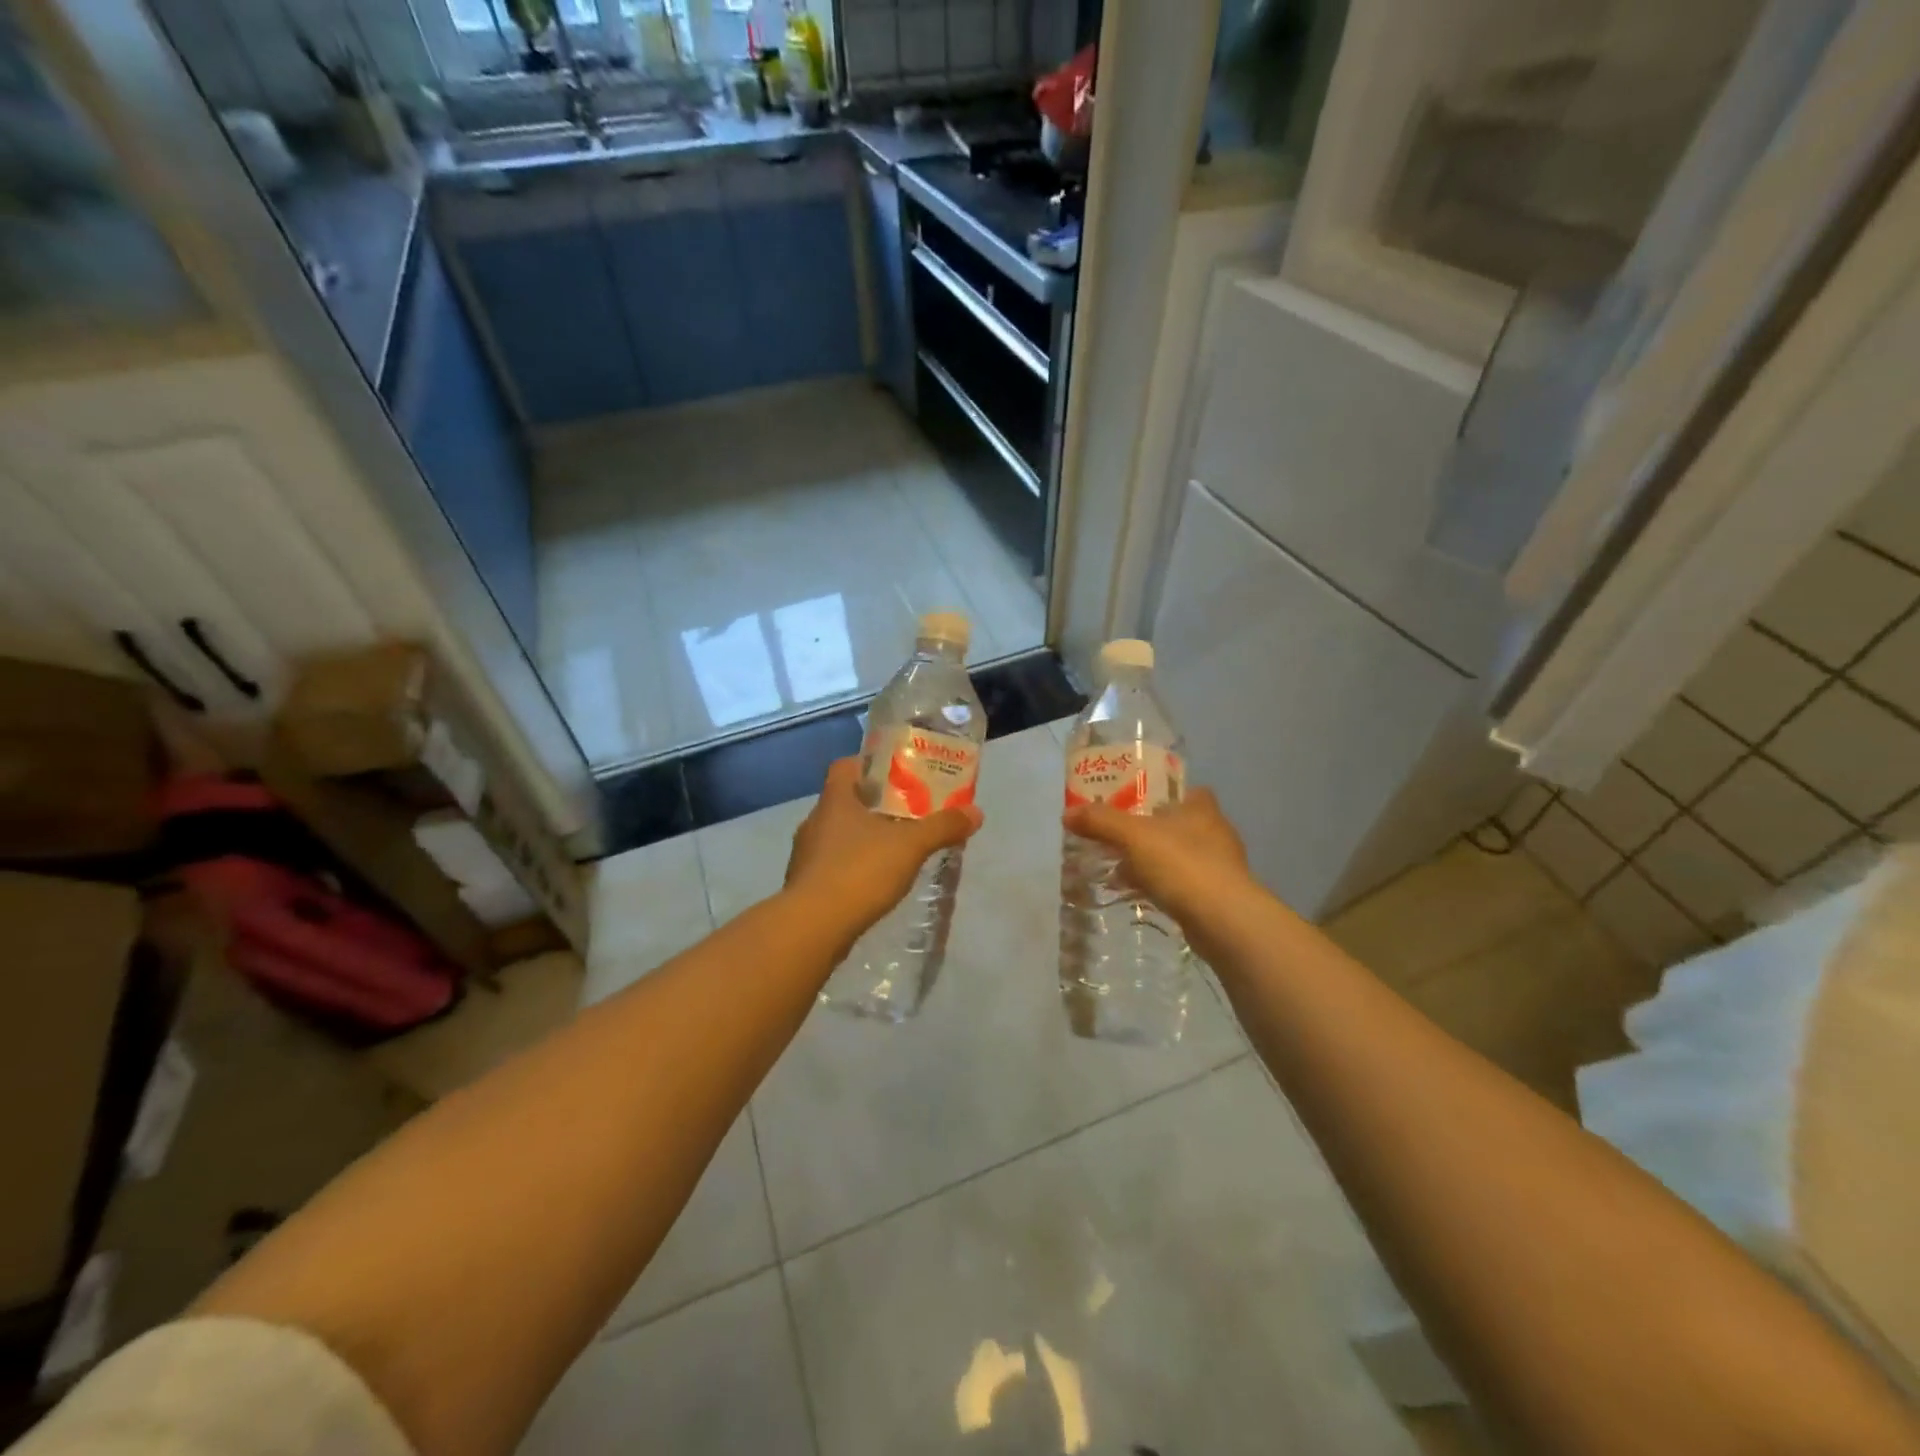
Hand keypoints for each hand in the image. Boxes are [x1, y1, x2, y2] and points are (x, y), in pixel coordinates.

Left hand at [786, 758, 984, 938]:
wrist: (813, 927)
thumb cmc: (860, 871)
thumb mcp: (911, 845)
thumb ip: (942, 827)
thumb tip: (976, 812)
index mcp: (835, 800)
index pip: (845, 766)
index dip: (868, 765)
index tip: (895, 774)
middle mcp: (815, 821)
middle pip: (844, 801)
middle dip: (874, 805)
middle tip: (907, 812)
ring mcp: (806, 855)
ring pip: (838, 835)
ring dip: (862, 838)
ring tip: (895, 848)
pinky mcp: (805, 885)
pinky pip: (832, 865)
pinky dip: (853, 867)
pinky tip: (875, 882)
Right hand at [1063, 788, 1254, 929]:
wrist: (1223, 920)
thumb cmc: (1182, 864)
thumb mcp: (1132, 836)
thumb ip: (1100, 822)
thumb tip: (1067, 814)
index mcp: (1202, 808)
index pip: (1186, 790)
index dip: (1162, 794)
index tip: (1135, 801)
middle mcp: (1215, 832)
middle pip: (1178, 824)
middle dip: (1150, 831)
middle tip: (1118, 836)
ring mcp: (1220, 866)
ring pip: (1179, 856)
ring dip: (1153, 861)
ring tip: (1120, 868)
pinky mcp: (1217, 896)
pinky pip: (1182, 884)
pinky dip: (1161, 885)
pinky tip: (1138, 894)